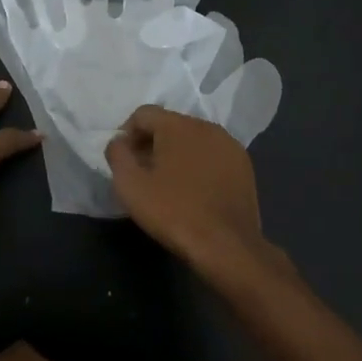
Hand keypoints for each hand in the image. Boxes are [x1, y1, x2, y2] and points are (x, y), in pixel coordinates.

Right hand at [105, 105, 275, 278]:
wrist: (227, 246)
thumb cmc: (173, 212)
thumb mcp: (130, 185)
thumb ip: (117, 154)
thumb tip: (119, 141)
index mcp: (178, 125)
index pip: (144, 114)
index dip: (127, 133)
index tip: (124, 160)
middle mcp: (207, 126)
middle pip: (169, 124)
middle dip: (152, 143)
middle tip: (143, 173)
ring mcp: (229, 145)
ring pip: (193, 139)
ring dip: (176, 154)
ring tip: (168, 183)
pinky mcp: (244, 165)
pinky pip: (212, 155)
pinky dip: (198, 164)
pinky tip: (194, 190)